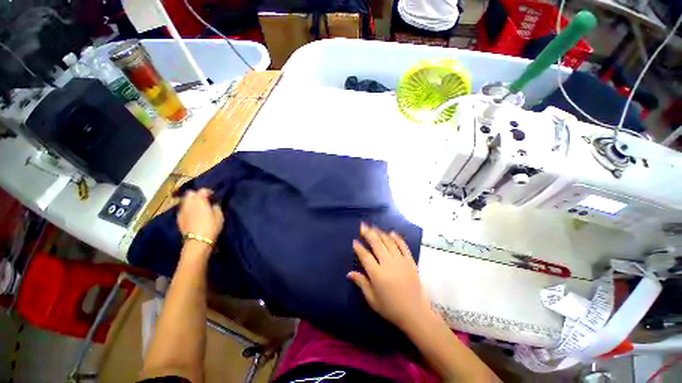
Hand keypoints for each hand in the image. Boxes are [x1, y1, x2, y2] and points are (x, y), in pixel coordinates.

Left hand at [177, 188, 223, 242]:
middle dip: (196, 195)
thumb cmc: (211, 226)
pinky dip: (187, 209)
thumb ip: (216, 207)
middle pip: (190, 193)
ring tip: (198, 207)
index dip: (208, 192)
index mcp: (200, 200)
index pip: (202, 190)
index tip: (213, 196)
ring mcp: (182, 210)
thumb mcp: (219, 216)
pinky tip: (192, 215)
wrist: (198, 240)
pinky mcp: (179, 218)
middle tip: (204, 200)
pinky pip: (183, 209)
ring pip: (185, 201)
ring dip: (191, 202)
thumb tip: (213, 204)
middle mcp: (189, 203)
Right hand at [348, 223, 431, 330]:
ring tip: (374, 227)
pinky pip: (403, 246)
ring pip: (389, 242)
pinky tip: (392, 233)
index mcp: (377, 274)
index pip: (365, 256)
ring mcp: (400, 261)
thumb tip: (349, 273)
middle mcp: (388, 264)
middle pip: (376, 244)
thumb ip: (361, 283)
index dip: (359, 248)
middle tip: (363, 226)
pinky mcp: (410, 261)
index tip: (354, 241)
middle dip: (368, 234)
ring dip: (380, 233)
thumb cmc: (391, 308)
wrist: (415, 313)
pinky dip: (397, 238)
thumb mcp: (372, 299)